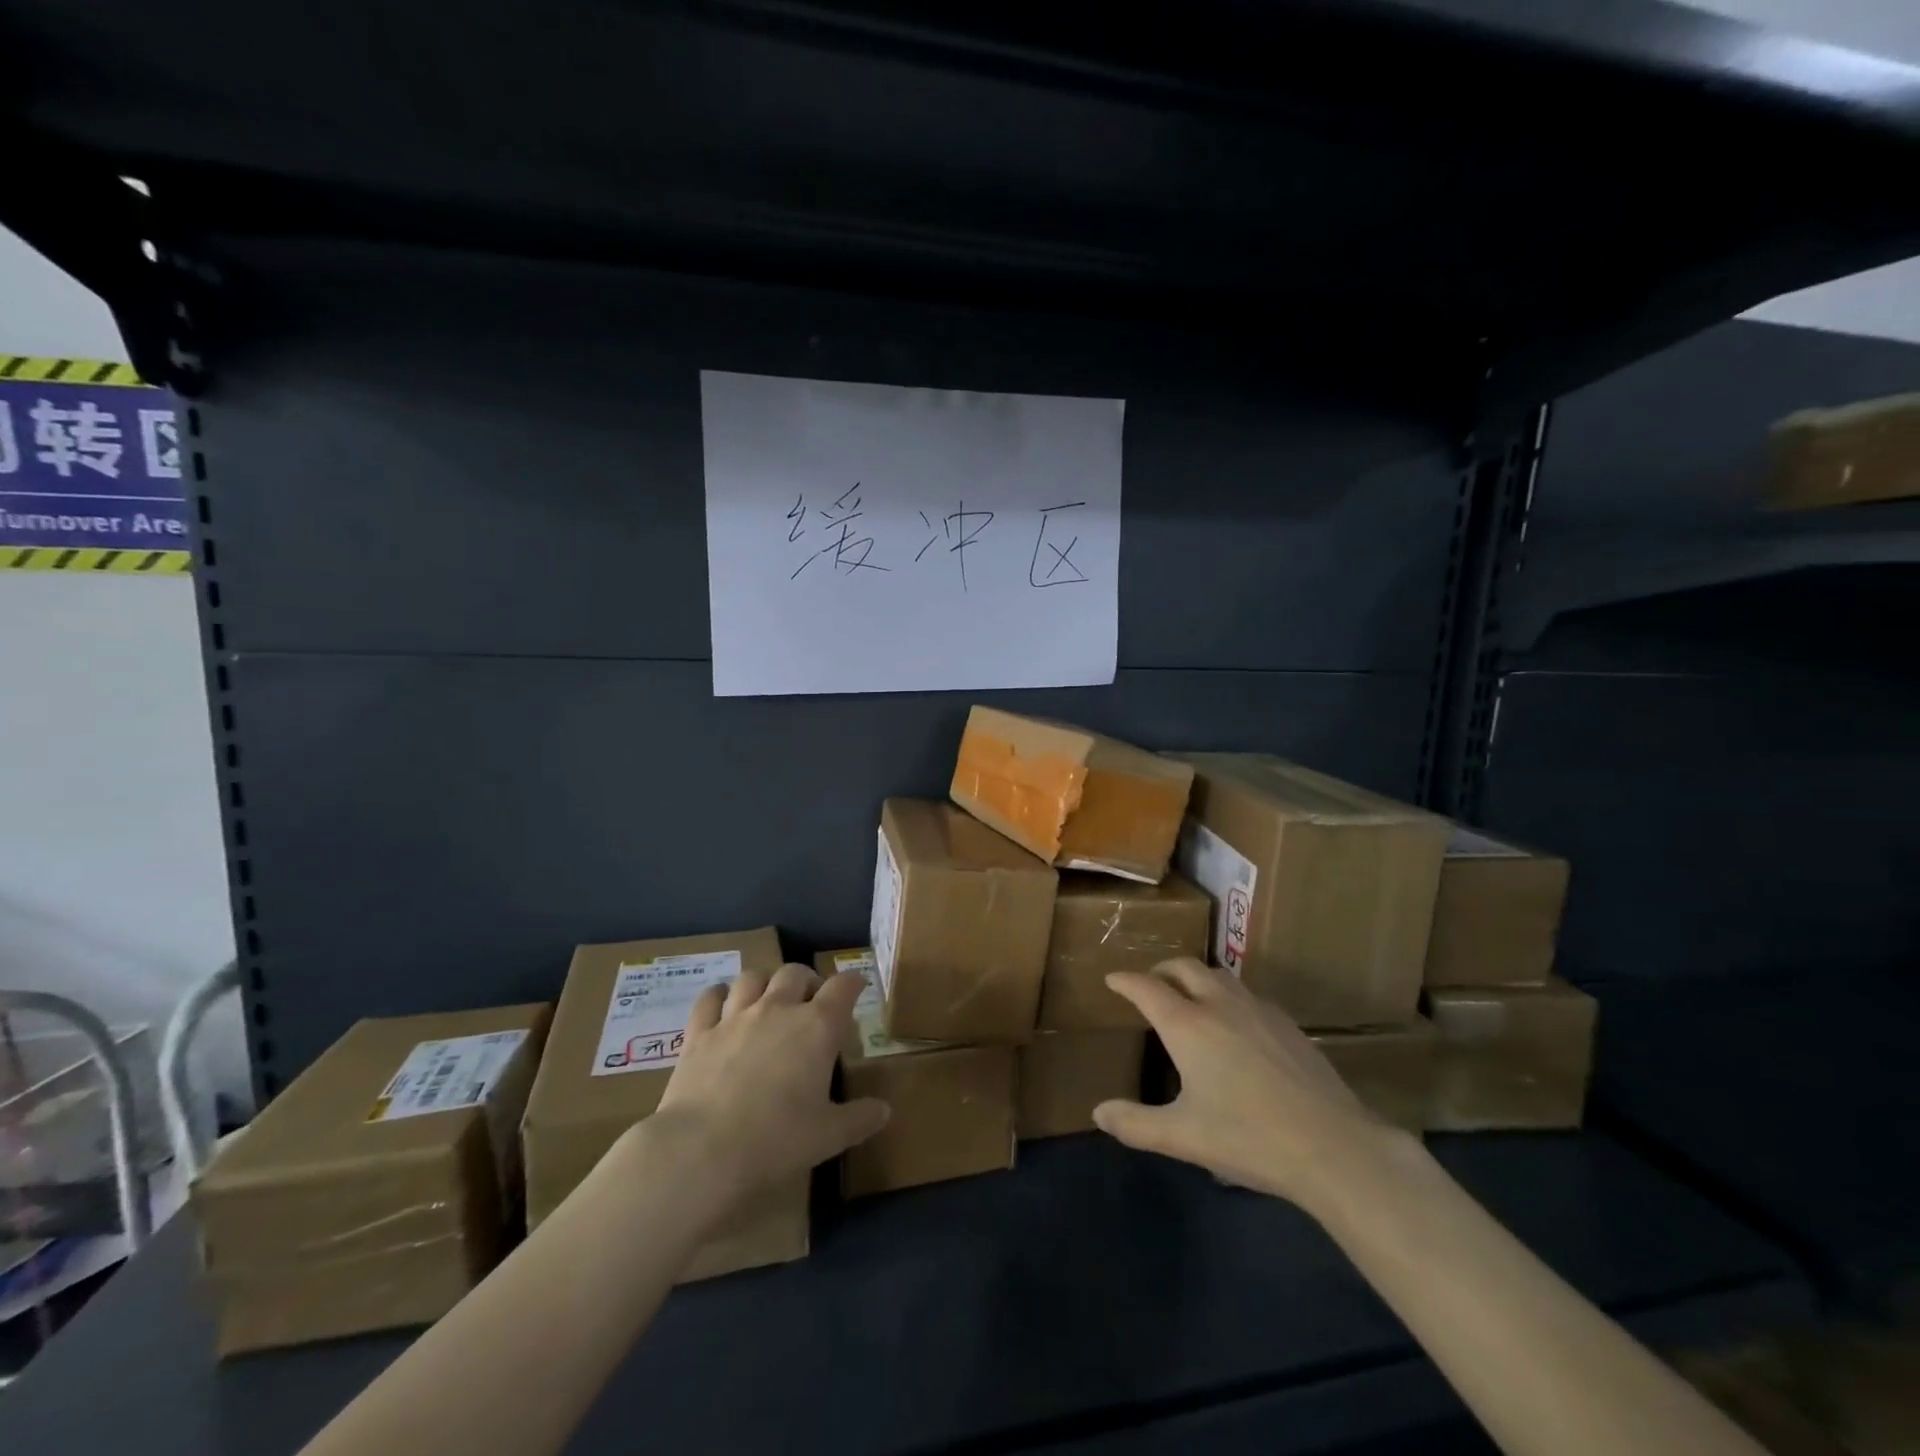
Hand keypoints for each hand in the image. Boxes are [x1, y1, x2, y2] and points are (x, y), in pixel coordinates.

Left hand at [646, 965, 888, 1213]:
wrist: (702, 1151)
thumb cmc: (777, 1140)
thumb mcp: (829, 1135)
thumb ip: (860, 1118)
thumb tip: (884, 1110)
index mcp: (817, 1027)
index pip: (843, 987)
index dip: (853, 983)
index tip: (856, 989)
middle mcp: (778, 1009)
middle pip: (795, 972)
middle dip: (807, 981)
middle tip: (810, 1002)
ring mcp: (735, 1016)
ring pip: (753, 976)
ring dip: (765, 982)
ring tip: (767, 999)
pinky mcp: (700, 1032)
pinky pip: (710, 998)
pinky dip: (718, 995)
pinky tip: (722, 1005)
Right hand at [1092, 957, 1402, 1211]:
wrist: (1333, 1146)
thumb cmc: (1248, 1138)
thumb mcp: (1182, 1137)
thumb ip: (1135, 1124)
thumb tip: (1098, 1112)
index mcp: (1187, 1025)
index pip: (1146, 988)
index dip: (1125, 980)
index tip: (1112, 978)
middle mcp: (1219, 1004)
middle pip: (1184, 967)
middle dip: (1161, 970)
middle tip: (1150, 983)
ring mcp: (1257, 1009)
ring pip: (1218, 975)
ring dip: (1196, 977)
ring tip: (1189, 997)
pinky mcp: (1286, 1023)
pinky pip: (1246, 994)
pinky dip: (1226, 995)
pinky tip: (1235, 1023)